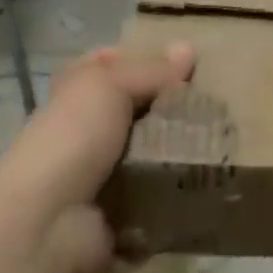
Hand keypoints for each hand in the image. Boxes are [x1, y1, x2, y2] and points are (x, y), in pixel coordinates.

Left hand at [0, 43, 193, 272]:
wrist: (46, 224)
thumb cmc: (72, 139)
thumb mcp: (108, 85)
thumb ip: (150, 69)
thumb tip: (189, 48)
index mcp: (75, 96)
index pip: (107, 65)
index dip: (140, 59)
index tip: (184, 63)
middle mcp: (86, 134)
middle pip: (137, 112)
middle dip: (173, 110)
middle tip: (216, 106)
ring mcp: (102, 179)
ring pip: (152, 158)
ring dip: (182, 156)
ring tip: (225, 144)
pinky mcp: (120, 217)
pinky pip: (159, 203)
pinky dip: (180, 198)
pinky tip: (211, 184)